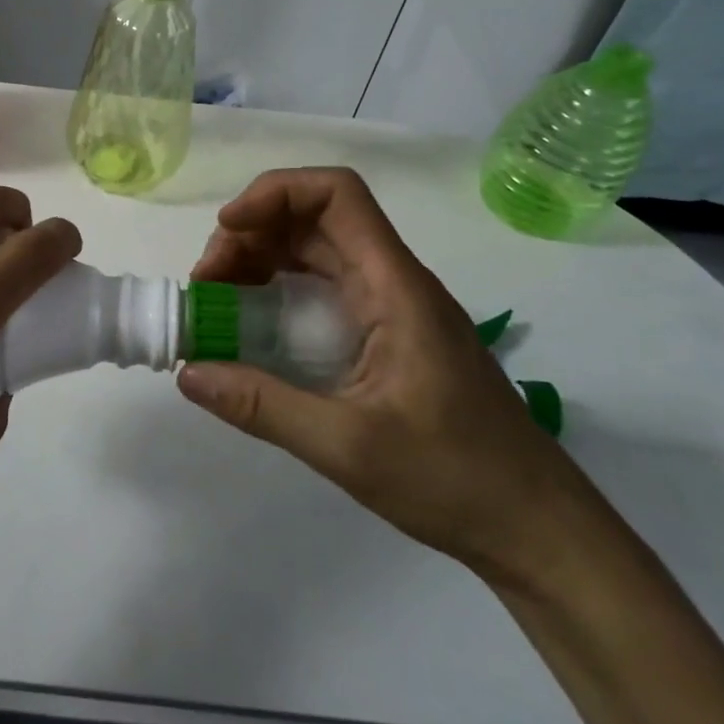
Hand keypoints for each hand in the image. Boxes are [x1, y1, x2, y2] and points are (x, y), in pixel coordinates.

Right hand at [179, 167, 581, 575]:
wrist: (537, 529)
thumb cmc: (455, 479)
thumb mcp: (348, 446)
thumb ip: (263, 406)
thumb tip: (187, 372)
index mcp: (394, 287)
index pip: (337, 195)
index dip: (274, 193)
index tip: (226, 231)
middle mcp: (392, 282)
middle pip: (314, 219)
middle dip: (251, 234)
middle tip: (208, 283)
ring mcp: (391, 307)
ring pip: (315, 251)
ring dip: (260, 260)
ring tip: (219, 300)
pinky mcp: (386, 334)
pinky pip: (322, 287)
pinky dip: (278, 289)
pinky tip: (253, 325)